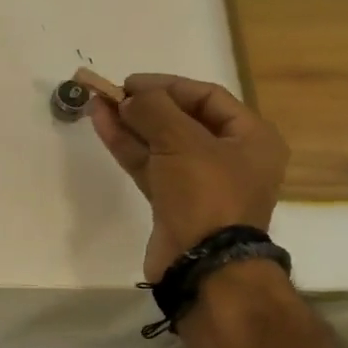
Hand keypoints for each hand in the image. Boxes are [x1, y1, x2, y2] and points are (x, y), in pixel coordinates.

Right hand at [90, 74, 288, 279]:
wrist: (202, 265)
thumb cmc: (206, 194)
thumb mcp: (183, 142)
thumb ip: (154, 110)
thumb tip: (130, 97)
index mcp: (250, 137)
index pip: (207, 97)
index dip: (168, 86)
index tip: (132, 82)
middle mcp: (229, 157)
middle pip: (182, 120)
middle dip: (145, 105)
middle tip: (111, 93)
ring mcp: (199, 182)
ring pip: (160, 143)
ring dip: (130, 124)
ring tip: (97, 104)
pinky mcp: (173, 202)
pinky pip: (150, 165)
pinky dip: (128, 147)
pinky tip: (103, 127)